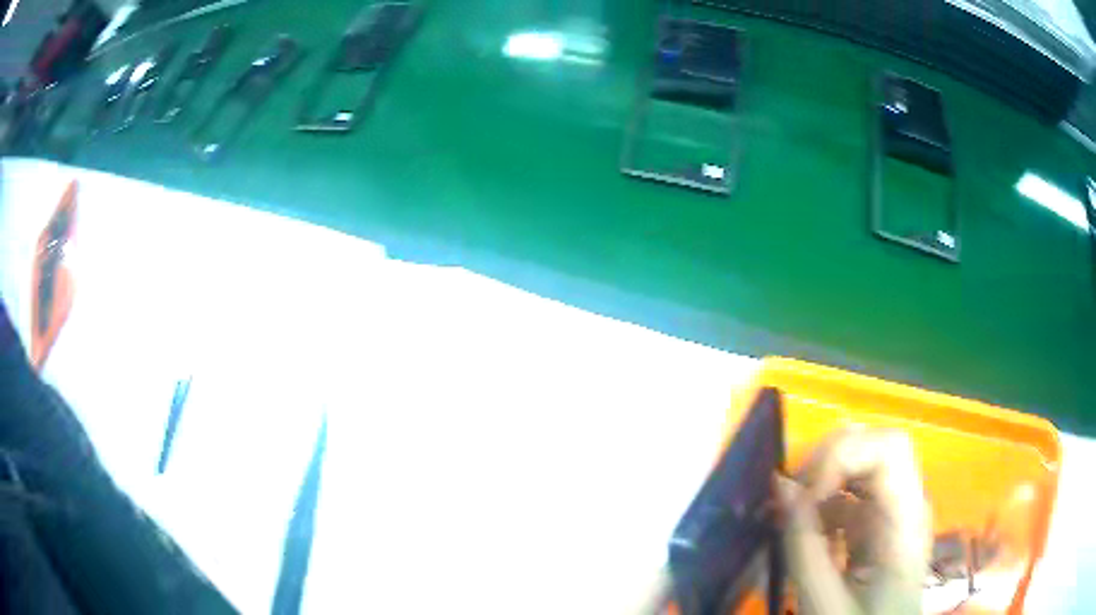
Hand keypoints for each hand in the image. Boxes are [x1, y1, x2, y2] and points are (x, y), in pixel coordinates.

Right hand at [778, 429, 931, 614]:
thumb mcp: (824, 601)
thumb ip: (803, 546)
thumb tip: (779, 485)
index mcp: (906, 521)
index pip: (890, 448)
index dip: (844, 456)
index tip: (804, 497)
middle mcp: (907, 503)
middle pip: (875, 446)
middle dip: (827, 461)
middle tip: (787, 499)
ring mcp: (893, 511)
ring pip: (860, 465)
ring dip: (820, 481)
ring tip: (785, 516)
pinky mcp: (878, 523)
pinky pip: (850, 495)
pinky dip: (820, 504)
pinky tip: (801, 532)